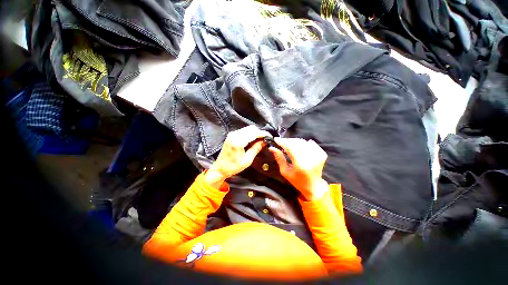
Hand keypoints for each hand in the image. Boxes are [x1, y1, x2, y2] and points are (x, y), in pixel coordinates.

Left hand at [205, 125, 271, 188]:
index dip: (263, 134)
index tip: (270, 136)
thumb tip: (265, 141)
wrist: (220, 168)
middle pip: (251, 128)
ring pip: (248, 128)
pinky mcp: (231, 135)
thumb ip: (256, 148)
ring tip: (259, 142)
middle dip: (259, 133)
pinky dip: (250, 134)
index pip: (254, 133)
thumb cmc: (234, 166)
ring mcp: (232, 133)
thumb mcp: (247, 160)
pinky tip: (252, 141)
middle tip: (264, 141)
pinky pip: (244, 131)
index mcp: (238, 141)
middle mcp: (234, 134)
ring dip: (255, 133)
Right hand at [269, 138, 328, 200]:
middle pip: (297, 142)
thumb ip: (279, 158)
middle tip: (281, 142)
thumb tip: (272, 148)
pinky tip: (300, 148)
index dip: (282, 142)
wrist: (313, 186)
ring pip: (304, 141)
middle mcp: (310, 159)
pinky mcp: (322, 154)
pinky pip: (311, 143)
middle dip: (288, 141)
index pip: (290, 148)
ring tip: (289, 145)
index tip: (276, 139)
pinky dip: (304, 143)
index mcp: (300, 164)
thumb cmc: (297, 181)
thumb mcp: (285, 171)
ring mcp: (318, 156)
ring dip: (295, 142)